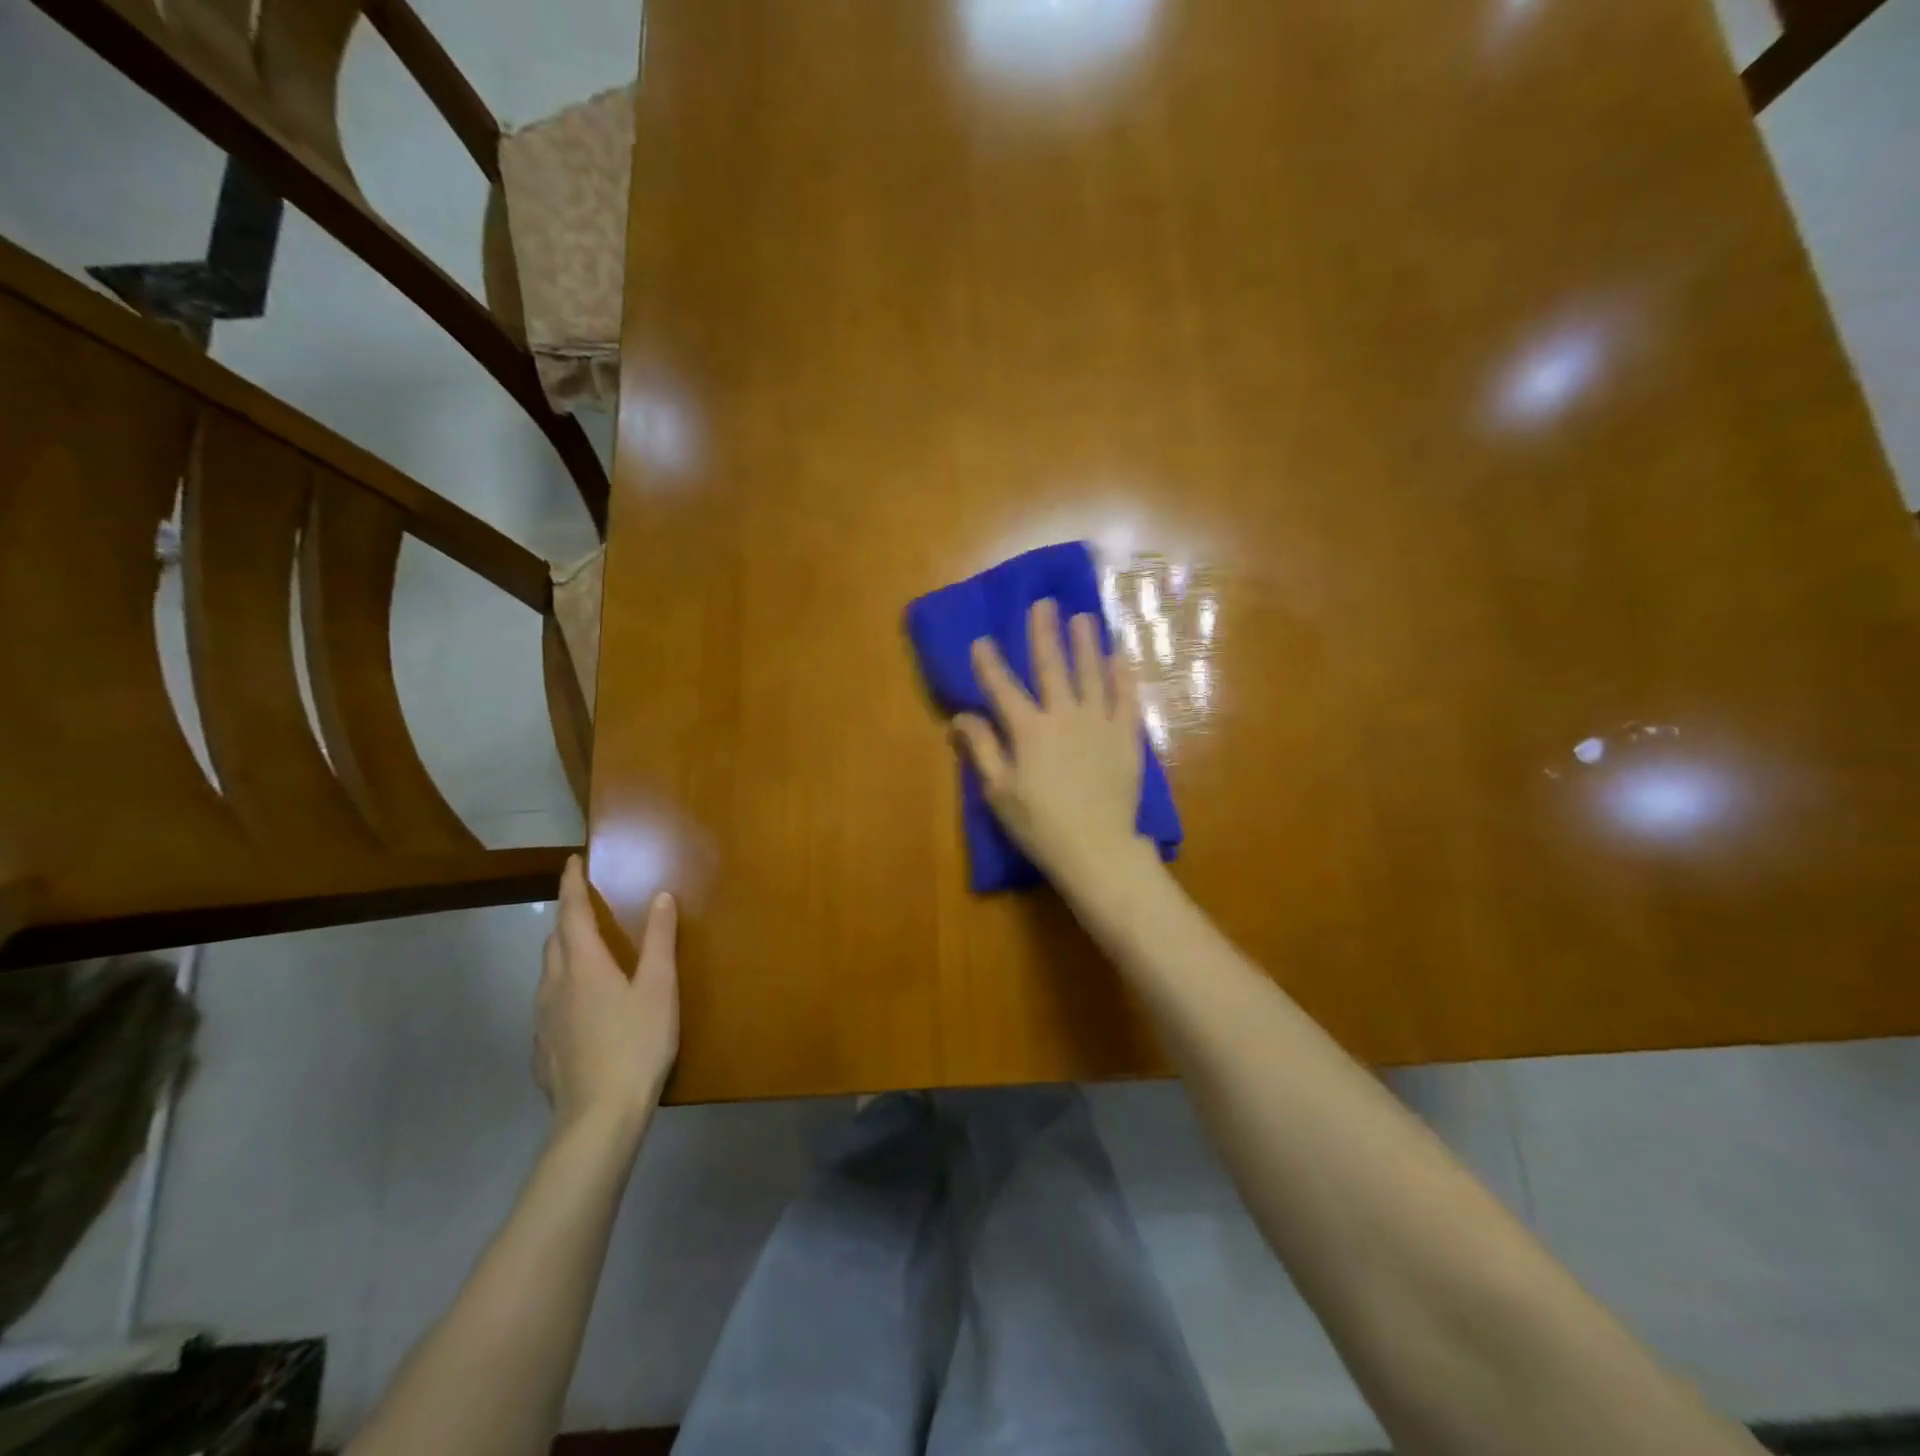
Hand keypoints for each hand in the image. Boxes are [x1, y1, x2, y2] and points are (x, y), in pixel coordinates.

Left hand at [534, 857, 678, 1135]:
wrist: (598, 1116)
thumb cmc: (636, 1043)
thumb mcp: (659, 987)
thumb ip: (659, 941)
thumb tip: (660, 896)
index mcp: (584, 965)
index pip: (572, 913)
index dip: (572, 885)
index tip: (571, 862)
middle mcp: (555, 985)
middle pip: (555, 941)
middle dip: (567, 918)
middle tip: (584, 906)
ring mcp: (543, 1020)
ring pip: (548, 973)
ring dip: (563, 952)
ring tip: (584, 951)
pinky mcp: (542, 1048)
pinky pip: (548, 1004)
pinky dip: (562, 988)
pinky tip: (579, 1006)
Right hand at [951, 598, 1155, 896]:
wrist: (1096, 849)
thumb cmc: (1040, 825)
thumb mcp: (999, 791)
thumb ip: (982, 749)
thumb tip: (961, 716)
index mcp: (1028, 730)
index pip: (1003, 688)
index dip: (989, 663)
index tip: (981, 640)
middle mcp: (1064, 716)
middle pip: (1052, 667)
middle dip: (1044, 633)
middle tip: (1044, 604)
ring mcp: (1099, 723)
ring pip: (1092, 674)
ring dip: (1086, 643)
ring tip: (1084, 617)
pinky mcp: (1126, 737)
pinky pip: (1126, 698)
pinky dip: (1122, 676)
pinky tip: (1120, 657)